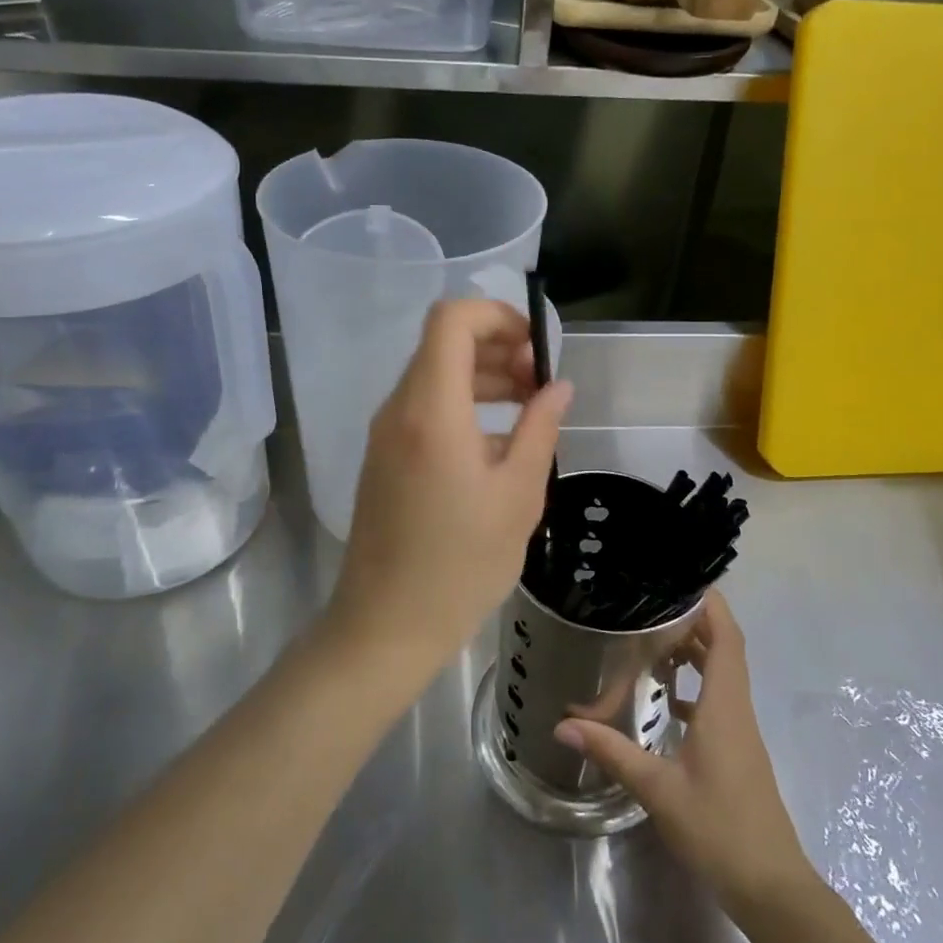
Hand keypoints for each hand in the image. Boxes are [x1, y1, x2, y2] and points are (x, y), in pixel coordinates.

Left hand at [326, 298, 572, 688]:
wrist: (385, 626)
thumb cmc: (460, 564)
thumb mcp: (518, 495)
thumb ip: (540, 428)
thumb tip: (558, 386)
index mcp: (431, 409)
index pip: (452, 320)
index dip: (497, 316)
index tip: (537, 346)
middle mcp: (399, 408)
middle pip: (443, 344)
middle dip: (498, 348)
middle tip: (541, 382)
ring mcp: (386, 433)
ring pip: (435, 375)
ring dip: (483, 377)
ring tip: (529, 407)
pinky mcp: (384, 456)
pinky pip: (425, 408)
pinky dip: (463, 405)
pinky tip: (498, 444)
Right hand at [555, 593, 812, 910]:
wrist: (771, 887)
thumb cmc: (719, 829)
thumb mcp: (659, 790)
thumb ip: (613, 752)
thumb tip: (564, 725)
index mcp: (724, 704)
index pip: (726, 635)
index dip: (709, 603)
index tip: (678, 580)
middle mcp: (736, 707)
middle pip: (723, 647)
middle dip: (691, 621)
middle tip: (648, 607)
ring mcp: (740, 729)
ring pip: (721, 672)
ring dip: (693, 651)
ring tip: (650, 642)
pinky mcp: (736, 749)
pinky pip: (717, 699)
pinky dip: (694, 685)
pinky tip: (664, 698)